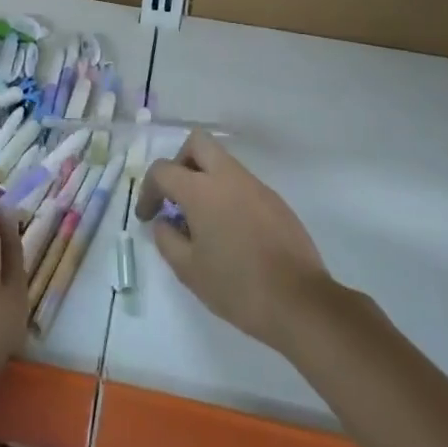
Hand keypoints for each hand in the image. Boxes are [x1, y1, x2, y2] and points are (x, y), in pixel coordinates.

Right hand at [137, 129, 333, 352]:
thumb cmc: (237, 286)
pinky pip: (243, 185)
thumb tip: (163, 222)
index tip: (148, 217)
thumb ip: (166, 239)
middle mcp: (229, 177)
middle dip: (180, 163)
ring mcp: (256, 186)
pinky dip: (228, 196)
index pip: (163, 170)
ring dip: (205, 180)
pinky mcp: (276, 201)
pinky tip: (231, 233)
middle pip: (197, 143)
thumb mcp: (188, 270)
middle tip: (176, 197)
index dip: (148, 190)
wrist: (300, 302)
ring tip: (202, 222)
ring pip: (223, 163)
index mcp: (202, 190)